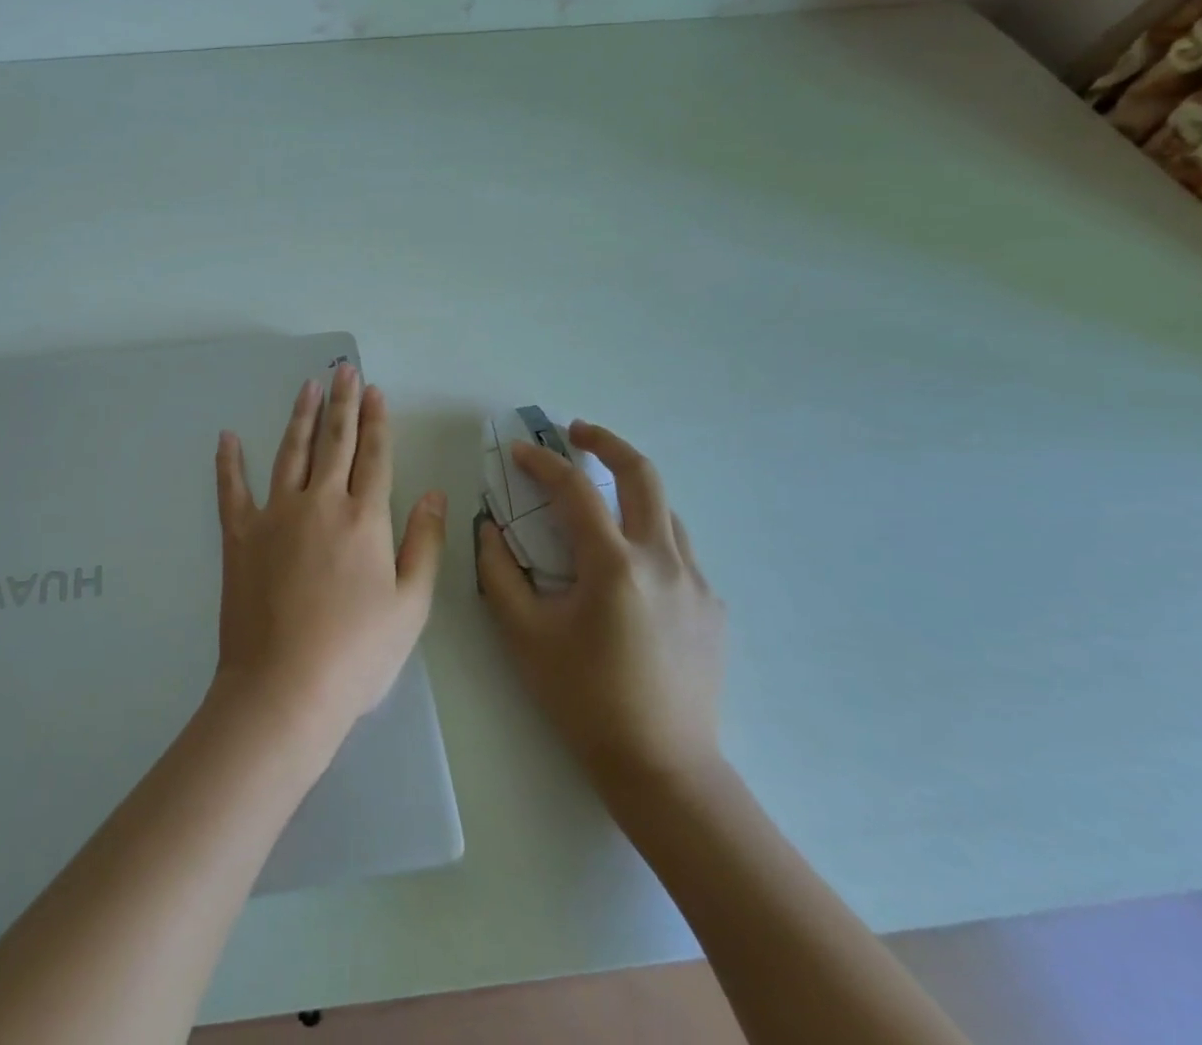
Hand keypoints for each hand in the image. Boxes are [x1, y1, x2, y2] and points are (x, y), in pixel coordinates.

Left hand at [210, 364, 446, 762]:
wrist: (284, 689)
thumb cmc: (356, 654)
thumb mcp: (411, 606)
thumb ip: (425, 544)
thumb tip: (435, 494)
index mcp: (363, 518)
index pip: (375, 456)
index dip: (376, 421)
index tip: (374, 390)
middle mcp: (319, 503)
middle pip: (334, 442)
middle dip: (342, 403)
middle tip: (343, 370)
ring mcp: (274, 515)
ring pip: (290, 453)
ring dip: (300, 417)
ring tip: (307, 386)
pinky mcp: (240, 536)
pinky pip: (232, 489)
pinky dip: (229, 462)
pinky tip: (227, 436)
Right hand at [477, 420, 725, 810]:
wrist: (663, 769)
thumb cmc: (584, 700)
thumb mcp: (524, 635)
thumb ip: (498, 573)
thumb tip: (489, 529)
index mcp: (614, 565)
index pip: (575, 489)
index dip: (542, 462)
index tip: (517, 451)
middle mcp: (663, 560)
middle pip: (642, 474)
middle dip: (606, 442)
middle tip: (576, 432)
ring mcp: (696, 582)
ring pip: (664, 510)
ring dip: (628, 490)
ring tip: (597, 500)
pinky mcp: (711, 606)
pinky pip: (677, 550)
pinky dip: (646, 534)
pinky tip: (624, 567)